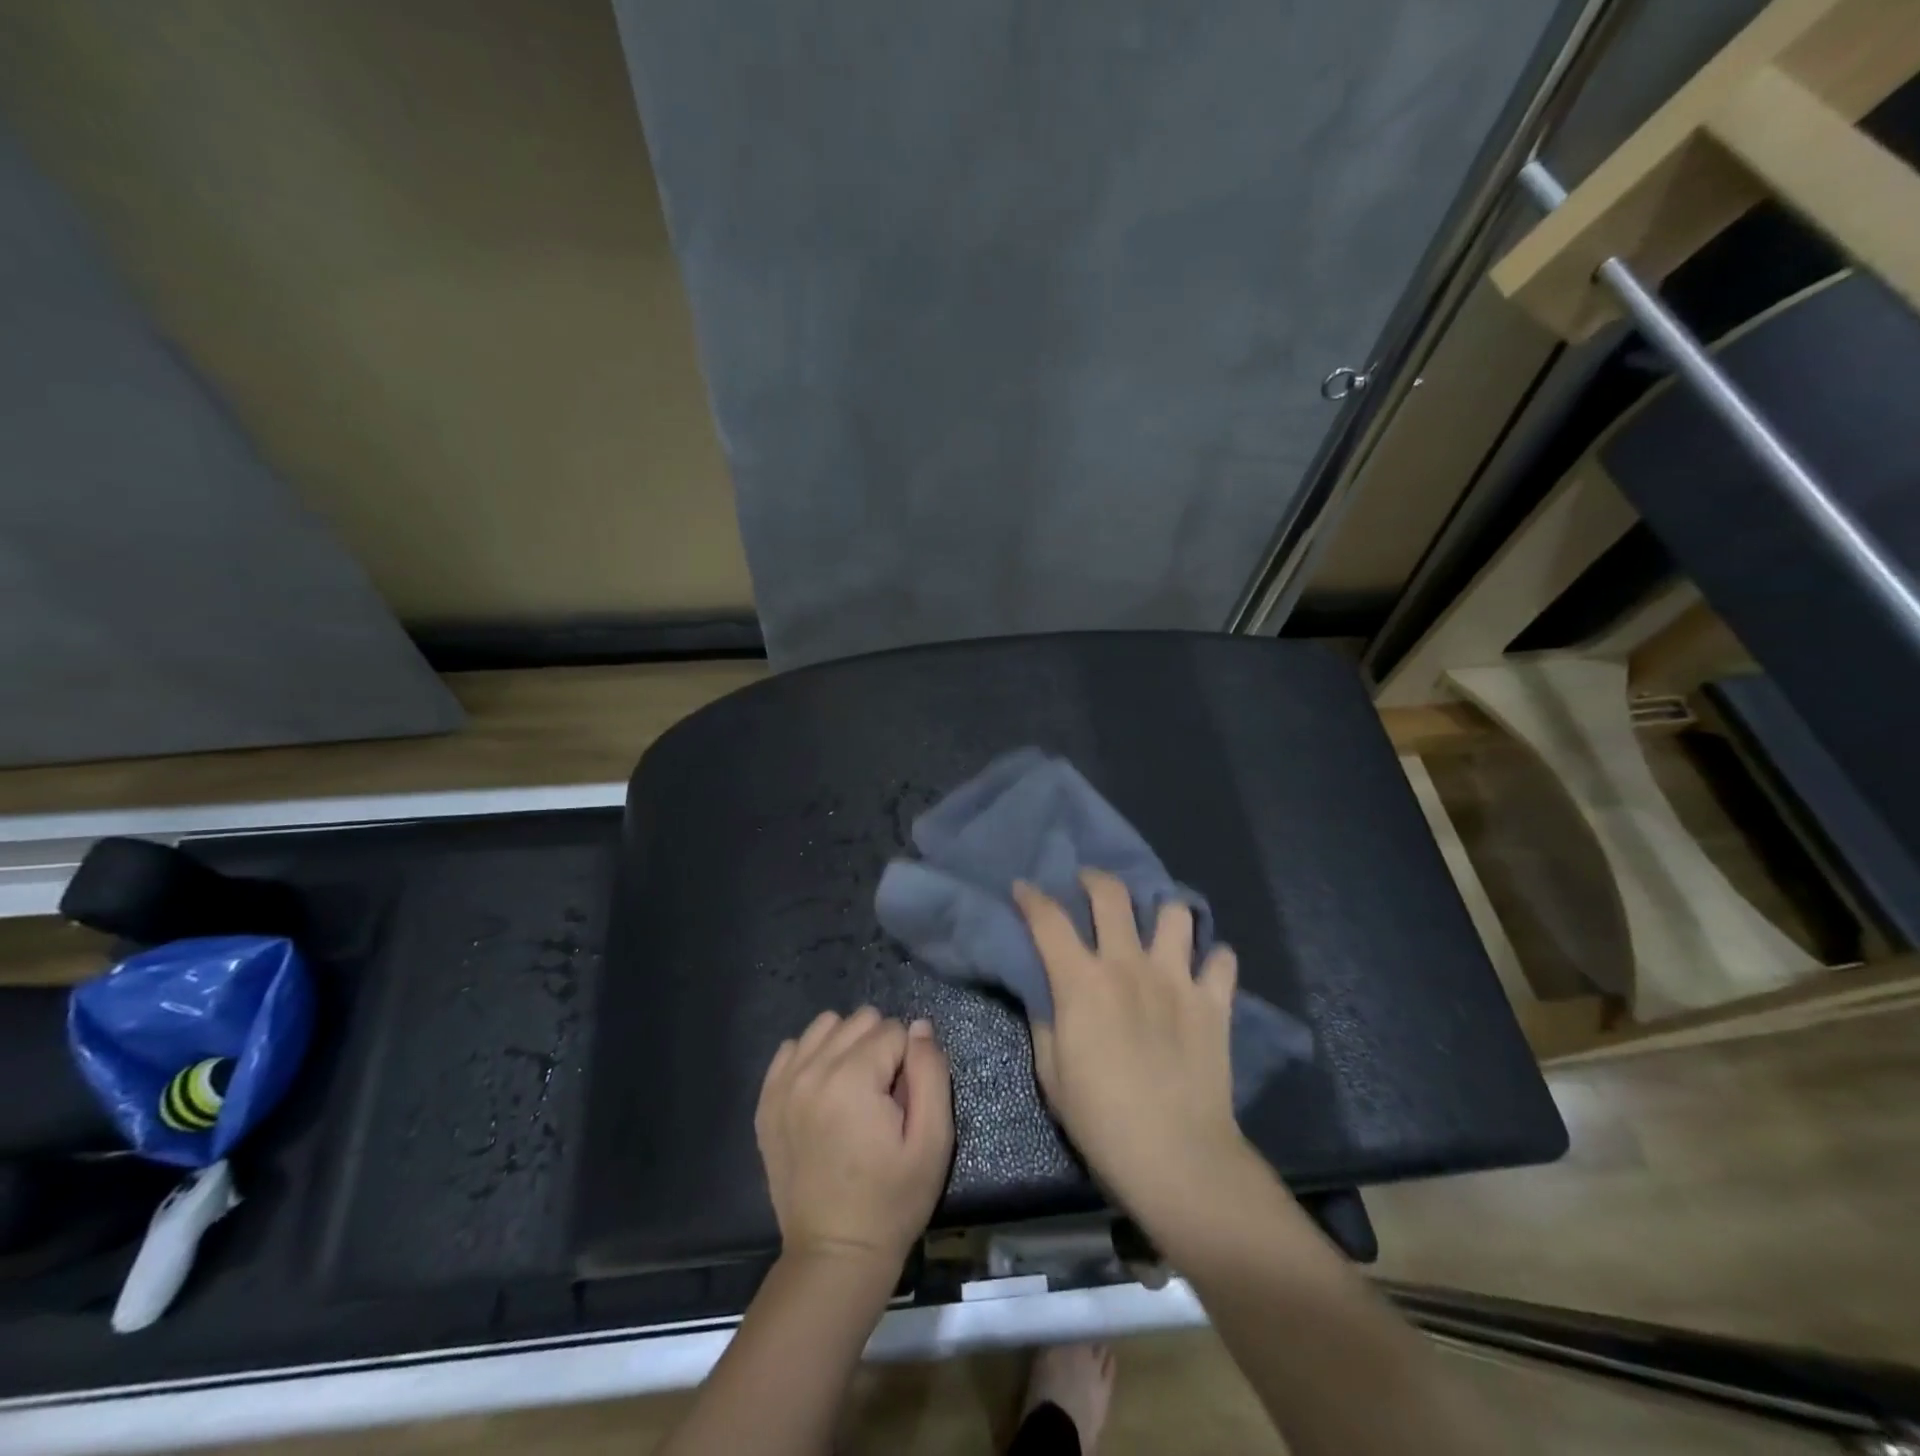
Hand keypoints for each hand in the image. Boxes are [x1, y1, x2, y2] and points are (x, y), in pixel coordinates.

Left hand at [755, 1006, 953, 1270]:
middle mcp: (812, 1070)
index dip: (909, 1062)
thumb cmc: (892, 1201)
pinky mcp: (766, 1101)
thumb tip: (920, 1026)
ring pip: (826, 1025)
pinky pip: (792, 1047)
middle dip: (880, 1047)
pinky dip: (813, 1057)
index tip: (904, 1103)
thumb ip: (931, 1073)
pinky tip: (825, 1091)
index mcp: (852, 1079)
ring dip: (847, 1045)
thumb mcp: (933, 1142)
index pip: (895, 1030)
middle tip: (882, 1097)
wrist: (835, 1255)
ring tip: (855, 1089)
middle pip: (860, 1020)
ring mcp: (783, 1084)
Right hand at [1014, 872, 1256, 1235]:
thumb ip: (1046, 1020)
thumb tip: (1046, 991)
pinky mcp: (1214, 1002)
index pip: (1049, 920)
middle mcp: (1129, 965)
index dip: (1031, 897)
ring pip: (1175, 913)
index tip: (1023, 888)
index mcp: (1083, 981)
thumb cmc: (1101, 1118)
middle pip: (1112, 896)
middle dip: (1095, 879)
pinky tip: (1203, 969)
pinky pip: (1221, 960)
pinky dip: (1212, 958)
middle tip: (1088, 884)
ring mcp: (1177, 979)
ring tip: (1155, 923)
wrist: (1176, 1155)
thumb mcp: (1052, 1072)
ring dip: (1162, 911)